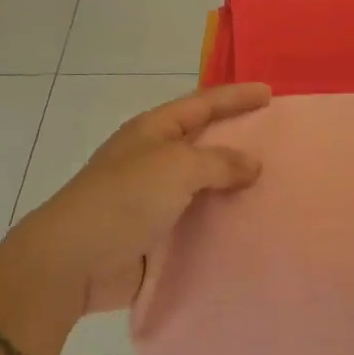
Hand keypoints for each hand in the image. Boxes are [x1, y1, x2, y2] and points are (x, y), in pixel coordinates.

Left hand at [17, 83, 270, 313]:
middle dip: (239, 139)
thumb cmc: (124, 199)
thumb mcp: (176, 167)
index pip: (203, 104)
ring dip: (234, 186)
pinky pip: (198, 222)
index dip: (235, 97)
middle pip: (204, 142)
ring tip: (275, 186)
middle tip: (280, 141)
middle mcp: (154, 158)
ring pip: (204, 185)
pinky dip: (222, 223)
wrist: (73, 262)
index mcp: (154, 130)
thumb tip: (252, 164)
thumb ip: (220, 162)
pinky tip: (250, 226)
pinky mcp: (156, 235)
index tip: (270, 92)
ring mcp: (154, 198)